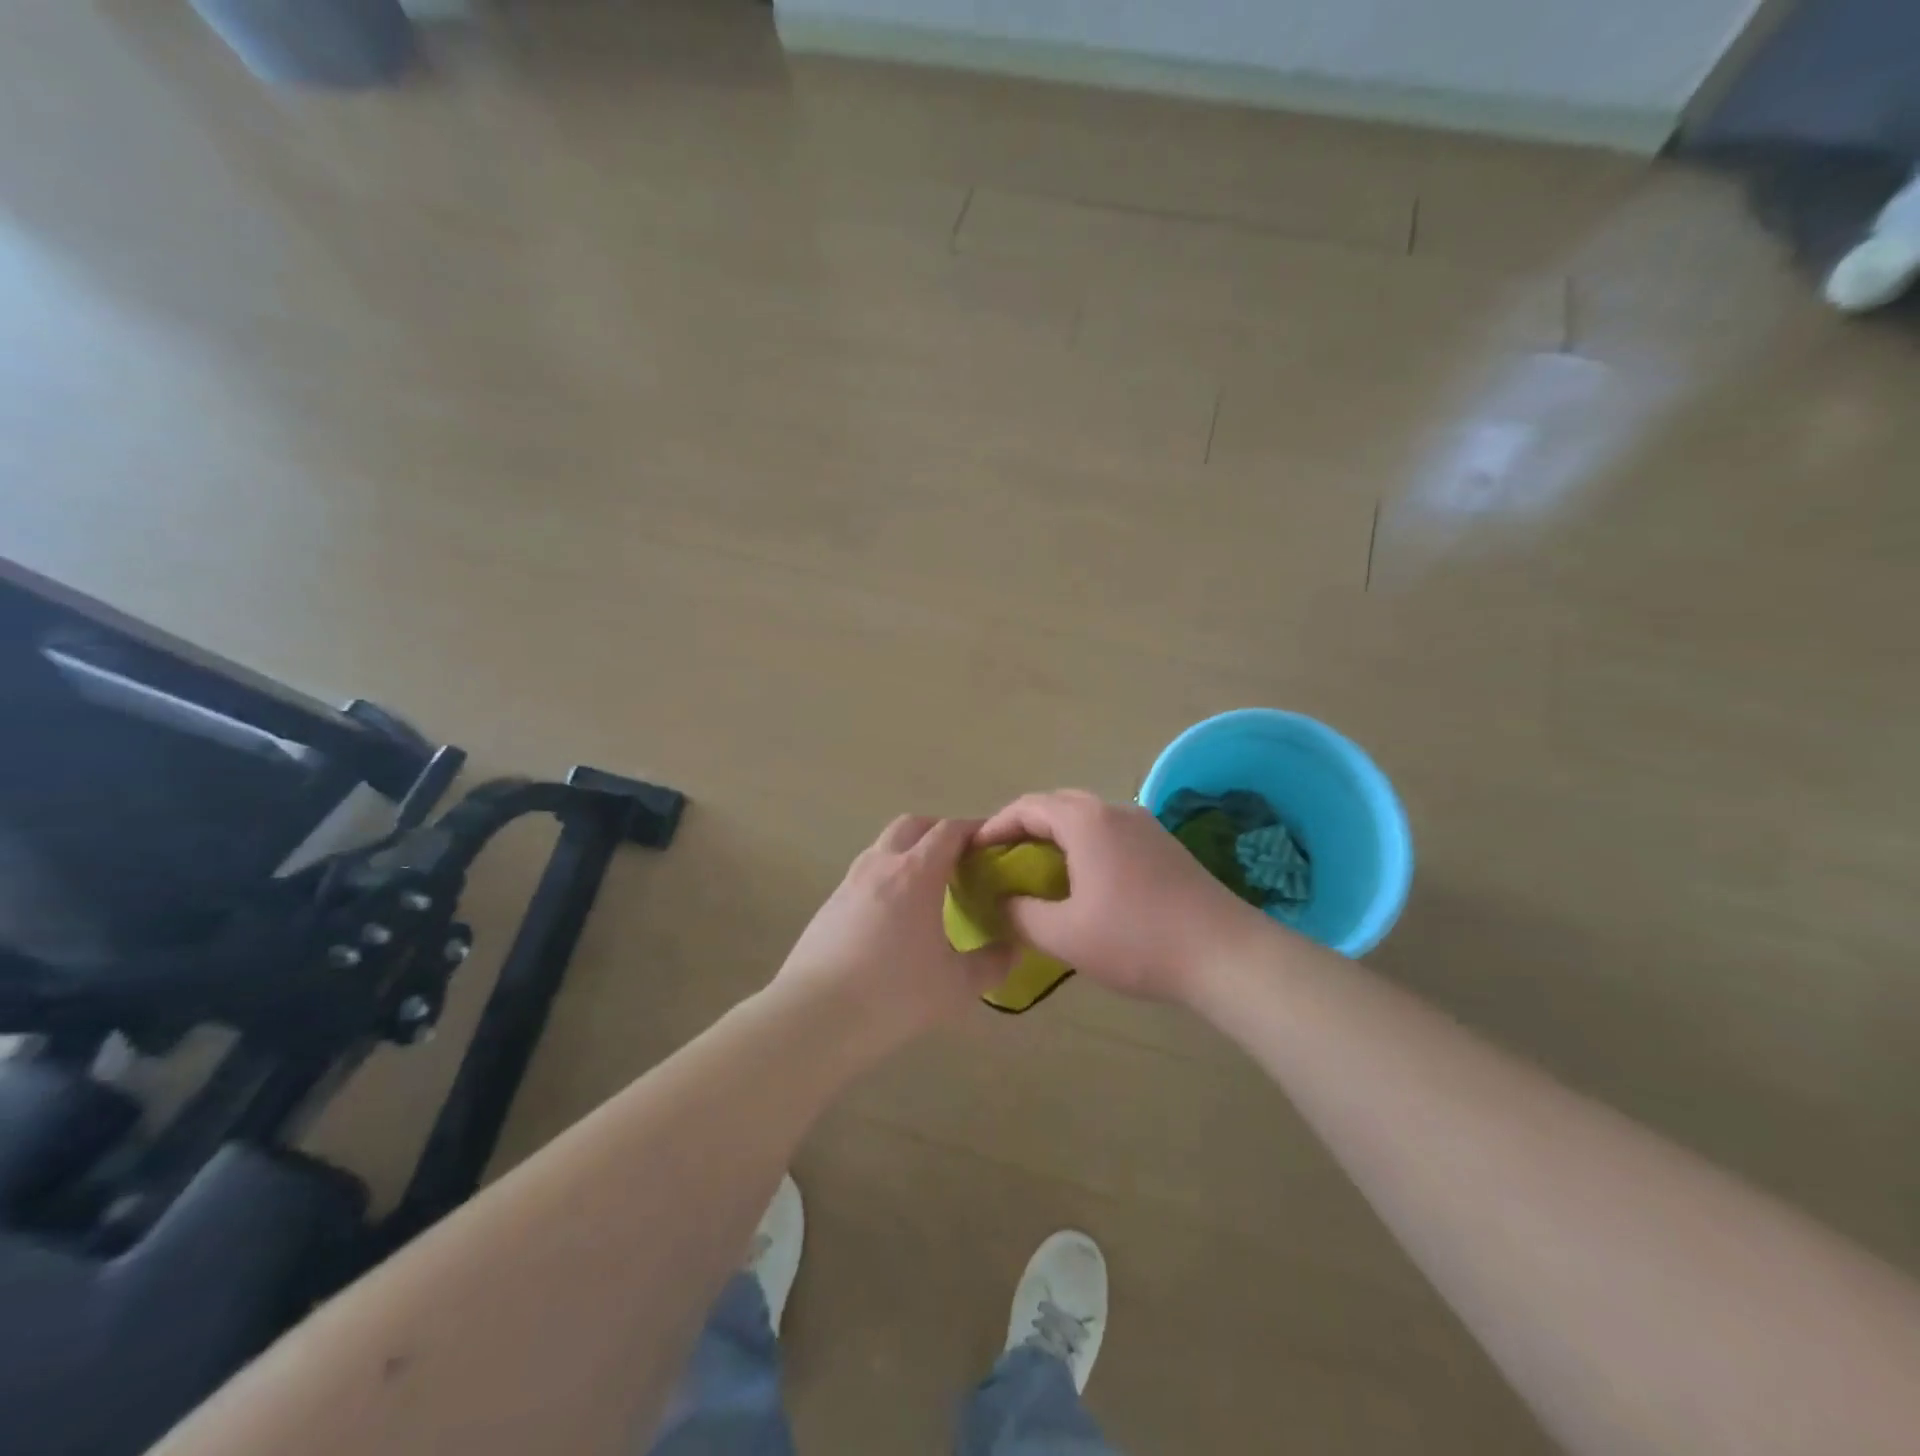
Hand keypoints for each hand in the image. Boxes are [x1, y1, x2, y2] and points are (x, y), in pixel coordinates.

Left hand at [770, 815, 1014, 1057]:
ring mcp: (849, 883)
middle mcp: (880, 865)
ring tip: (926, 888)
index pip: (949, 831)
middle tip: (959, 859)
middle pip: (911, 825)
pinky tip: (892, 918)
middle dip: (938, 832)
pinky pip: (864, 876)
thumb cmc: (894, 995)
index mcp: (916, 873)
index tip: (991, 843)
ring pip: (882, 847)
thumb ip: (991, 964)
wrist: (814, 1017)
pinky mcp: (828, 906)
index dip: (974, 830)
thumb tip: (1013, 949)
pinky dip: (885, 879)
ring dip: (908, 853)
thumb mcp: (956, 987)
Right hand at [977, 789, 1277, 1002]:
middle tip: (1002, 857)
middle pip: (1057, 804)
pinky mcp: (1163, 845)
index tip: (974, 850)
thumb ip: (1021, 915)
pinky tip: (1083, 879)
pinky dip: (1083, 844)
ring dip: (1056, 835)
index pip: (1028, 807)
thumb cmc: (1137, 940)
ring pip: (1086, 817)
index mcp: (1085, 821)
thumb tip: (999, 903)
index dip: (995, 825)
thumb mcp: (1065, 935)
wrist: (1225, 954)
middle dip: (1024, 826)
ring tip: (1037, 869)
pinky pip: (1110, 832)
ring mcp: (1144, 825)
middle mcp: (1114, 810)